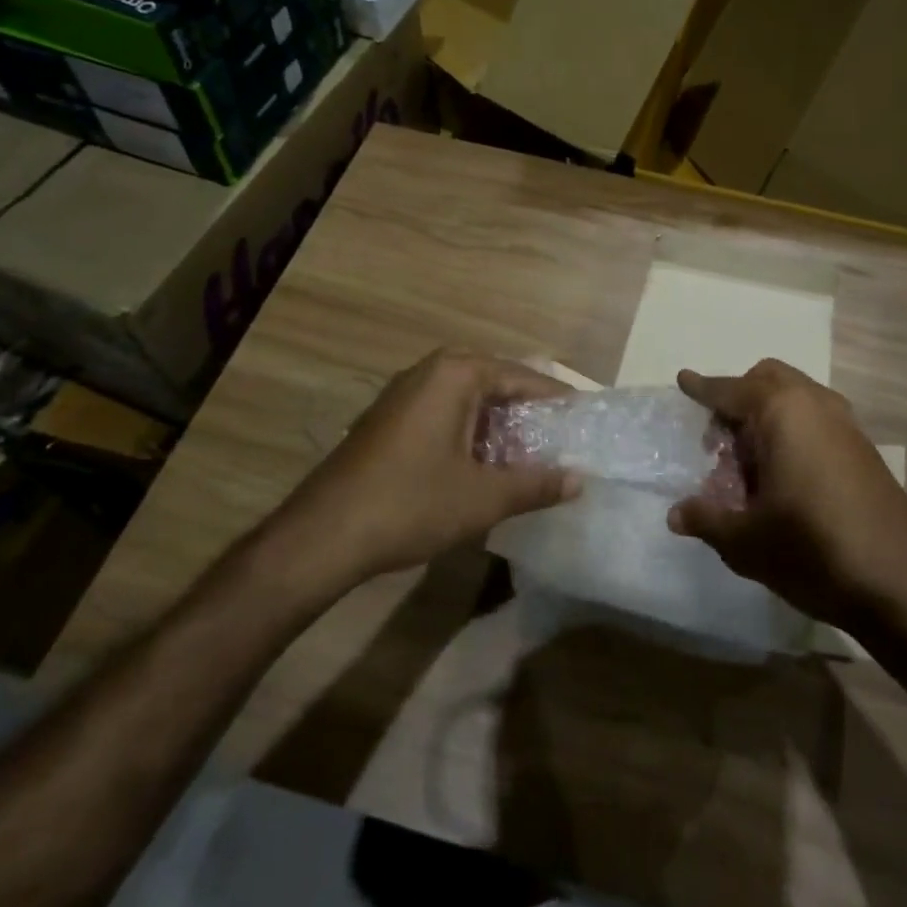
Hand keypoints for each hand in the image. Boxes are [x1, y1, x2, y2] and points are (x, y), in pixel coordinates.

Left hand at [276, 349, 579, 582]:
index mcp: (455, 374)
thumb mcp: (484, 497)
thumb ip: (536, 484)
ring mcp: (403, 394)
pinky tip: (482, 464)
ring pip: (466, 399)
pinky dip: (469, 431)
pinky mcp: (388, 419)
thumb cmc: (411, 504)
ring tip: (527, 452)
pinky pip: (442, 412)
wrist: (323, 535)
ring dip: (497, 423)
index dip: (556, 398)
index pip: (522, 377)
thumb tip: (579, 481)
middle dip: (527, 409)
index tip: (584, 416)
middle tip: (557, 435)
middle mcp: (429, 371)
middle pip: (494, 382)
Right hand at [667, 360, 906, 629]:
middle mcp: (816, 405)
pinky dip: (794, 433)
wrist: (903, 587)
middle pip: (768, 380)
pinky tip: (785, 481)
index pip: (731, 390)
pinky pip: (817, 422)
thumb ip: (707, 519)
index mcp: (783, 412)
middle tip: (719, 442)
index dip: (703, 388)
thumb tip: (676, 514)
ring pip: (797, 399)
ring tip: (750, 467)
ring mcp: (847, 427)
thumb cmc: (812, 551)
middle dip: (739, 399)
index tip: (683, 380)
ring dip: (767, 417)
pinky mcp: (865, 452)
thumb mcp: (746, 541)